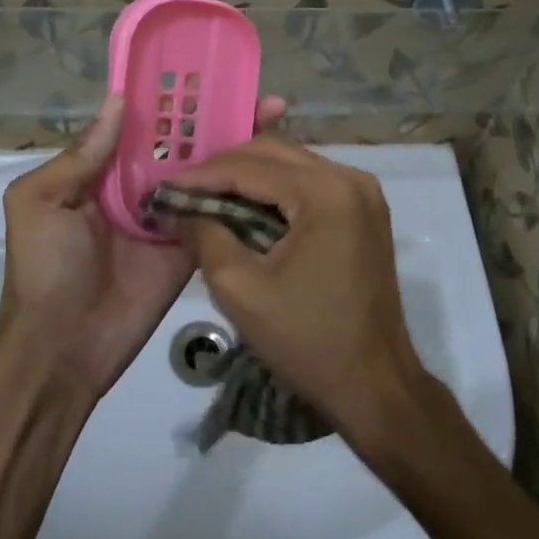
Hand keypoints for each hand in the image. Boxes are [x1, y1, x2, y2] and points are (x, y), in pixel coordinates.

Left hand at [0, 93, 285, 399]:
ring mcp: (171, 215)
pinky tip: (275, 169)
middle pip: (184, 143)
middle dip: (218, 116)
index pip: (144, 123)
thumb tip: (119, 101)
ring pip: (208, 172)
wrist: (63, 349)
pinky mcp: (192, 247)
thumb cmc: (44, 269)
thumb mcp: (40, 202)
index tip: (209, 70)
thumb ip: (81, 155)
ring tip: (277, 117)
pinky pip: (219, 213)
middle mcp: (141, 185)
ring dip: (239, 146)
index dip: (174, 98)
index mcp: (104, 169)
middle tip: (260, 93)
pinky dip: (243, 192)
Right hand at [174, 138, 426, 445]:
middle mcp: (350, 178)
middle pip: (274, 153)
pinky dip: (275, 191)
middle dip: (224, 169)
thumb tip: (179, 208)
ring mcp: (363, 193)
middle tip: (185, 191)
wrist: (374, 385)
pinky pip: (310, 184)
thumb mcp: (240, 289)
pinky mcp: (365, 212)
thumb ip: (204, 236)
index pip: (251, 166)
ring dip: (249, 177)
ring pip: (292, 165)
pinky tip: (245, 208)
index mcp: (326, 192)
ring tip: (207, 198)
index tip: (165, 187)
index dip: (202, 174)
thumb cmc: (307, 339)